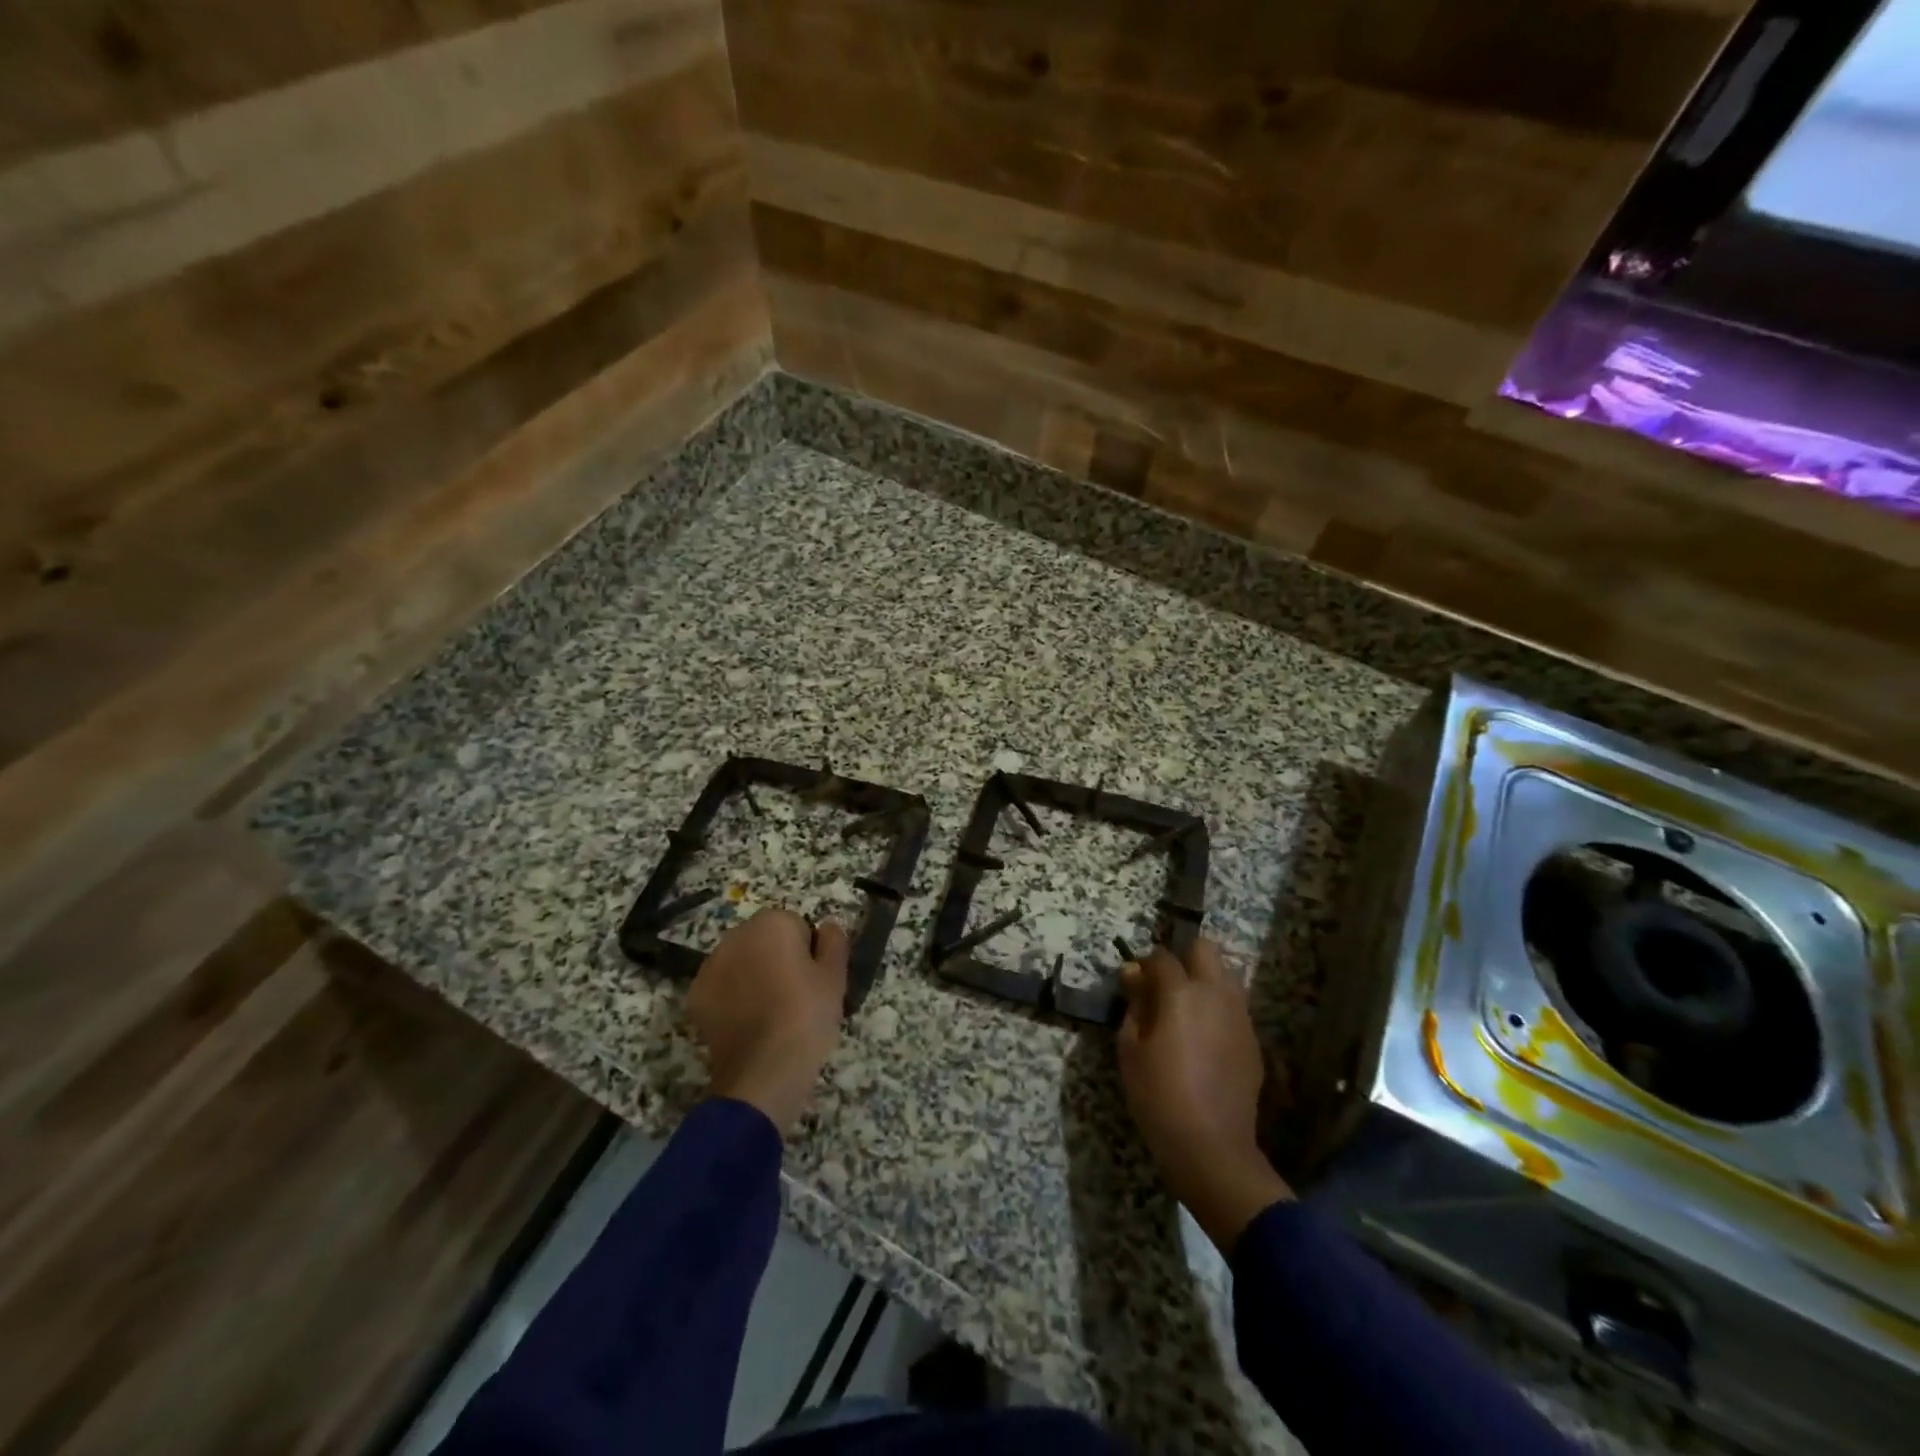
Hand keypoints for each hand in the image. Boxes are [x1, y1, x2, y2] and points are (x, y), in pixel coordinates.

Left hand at [688, 908, 847, 1134]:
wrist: (764, 1071)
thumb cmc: (807, 1015)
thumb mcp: (836, 976)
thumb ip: (834, 940)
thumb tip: (827, 927)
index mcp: (772, 923)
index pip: (798, 927)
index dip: (808, 953)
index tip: (813, 981)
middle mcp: (736, 935)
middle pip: (765, 940)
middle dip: (777, 959)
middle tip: (795, 996)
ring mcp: (710, 966)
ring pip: (741, 962)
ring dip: (753, 977)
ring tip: (770, 1013)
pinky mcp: (695, 996)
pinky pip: (722, 988)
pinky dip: (732, 999)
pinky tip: (747, 1024)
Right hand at [1118, 939, 1291, 1251]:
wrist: (1211, 1146)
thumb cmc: (1158, 1095)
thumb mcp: (1130, 1048)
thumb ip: (1134, 1004)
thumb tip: (1133, 974)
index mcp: (1181, 992)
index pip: (1161, 956)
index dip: (1143, 965)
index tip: (1132, 983)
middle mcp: (1216, 993)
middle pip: (1205, 948)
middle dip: (1183, 958)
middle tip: (1164, 988)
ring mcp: (1239, 1016)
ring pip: (1226, 974)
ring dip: (1205, 980)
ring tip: (1185, 1011)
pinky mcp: (1252, 1040)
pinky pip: (1235, 1007)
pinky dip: (1218, 1009)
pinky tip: (1203, 1039)